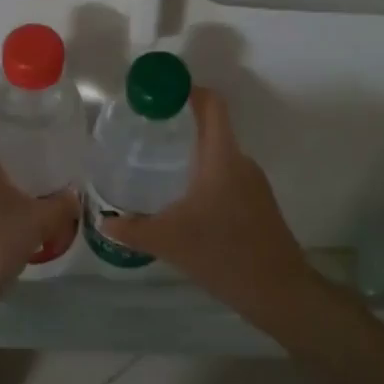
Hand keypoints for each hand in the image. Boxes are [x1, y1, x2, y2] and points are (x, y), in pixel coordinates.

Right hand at [100, 87, 316, 316]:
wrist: (280, 292)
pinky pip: (227, 177)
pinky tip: (183, 202)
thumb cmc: (224, 254)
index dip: (187, 90)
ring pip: (218, 156)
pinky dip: (203, 177)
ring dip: (191, 154)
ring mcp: (253, 184)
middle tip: (144, 134)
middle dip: (179, 125)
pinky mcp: (257, 204)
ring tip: (157, 166)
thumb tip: (103, 222)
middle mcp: (241, 162)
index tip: (157, 95)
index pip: (212, 104)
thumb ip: (133, 229)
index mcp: (222, 158)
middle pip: (212, 128)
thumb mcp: (169, 241)